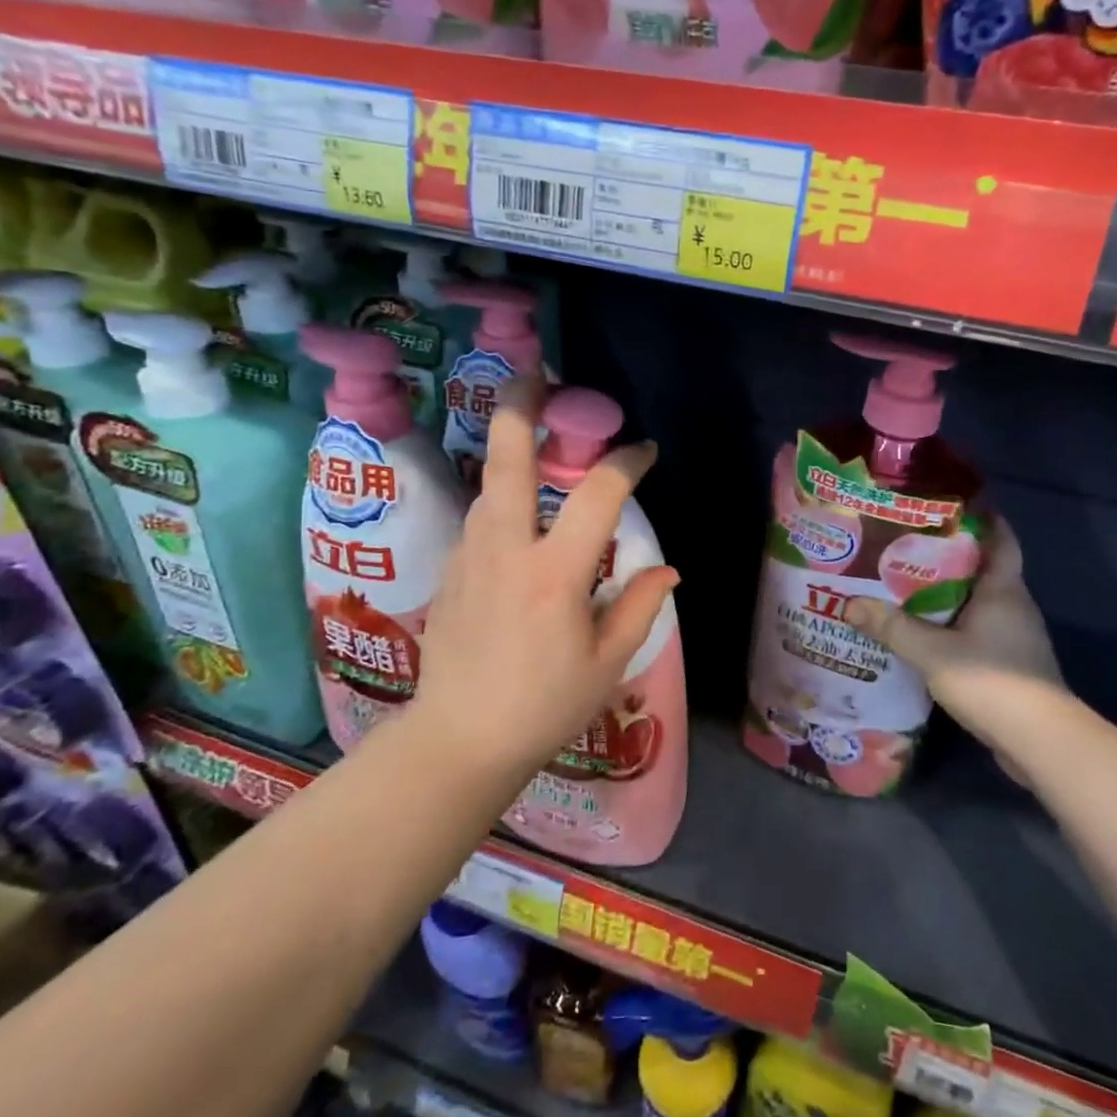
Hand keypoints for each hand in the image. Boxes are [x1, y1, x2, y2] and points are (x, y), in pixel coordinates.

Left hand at [410, 378, 678, 778]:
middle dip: (522, 407)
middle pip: (508, 459)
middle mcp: (507, 550)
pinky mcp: (450, 571)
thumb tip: (667, 569)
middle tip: (537, 375)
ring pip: (489, 484)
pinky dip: (503, 500)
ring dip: (512, 452)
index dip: (626, 463)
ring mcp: (470, 556)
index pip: (598, 495)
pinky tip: (519, 516)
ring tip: (534, 435)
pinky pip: (480, 519)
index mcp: (556, 574)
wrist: (458, 741)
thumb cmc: (544, 706)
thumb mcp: (607, 663)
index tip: (644, 451)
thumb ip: (639, 606)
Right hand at [843, 519, 1065, 756]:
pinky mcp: (1012, 666)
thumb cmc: (991, 681)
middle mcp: (1015, 606)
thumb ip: (892, 628)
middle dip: (950, 557)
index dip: (983, 519)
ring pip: (980, 603)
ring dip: (950, 595)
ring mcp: (1017, 638)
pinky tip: (926, 634)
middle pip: (984, 570)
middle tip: (908, 547)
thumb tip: (849, 604)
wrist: (1039, 742)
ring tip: (908, 588)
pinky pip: (979, 632)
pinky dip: (955, 626)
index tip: (952, 506)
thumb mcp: (932, 652)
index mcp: (1003, 590)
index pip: (1001, 540)